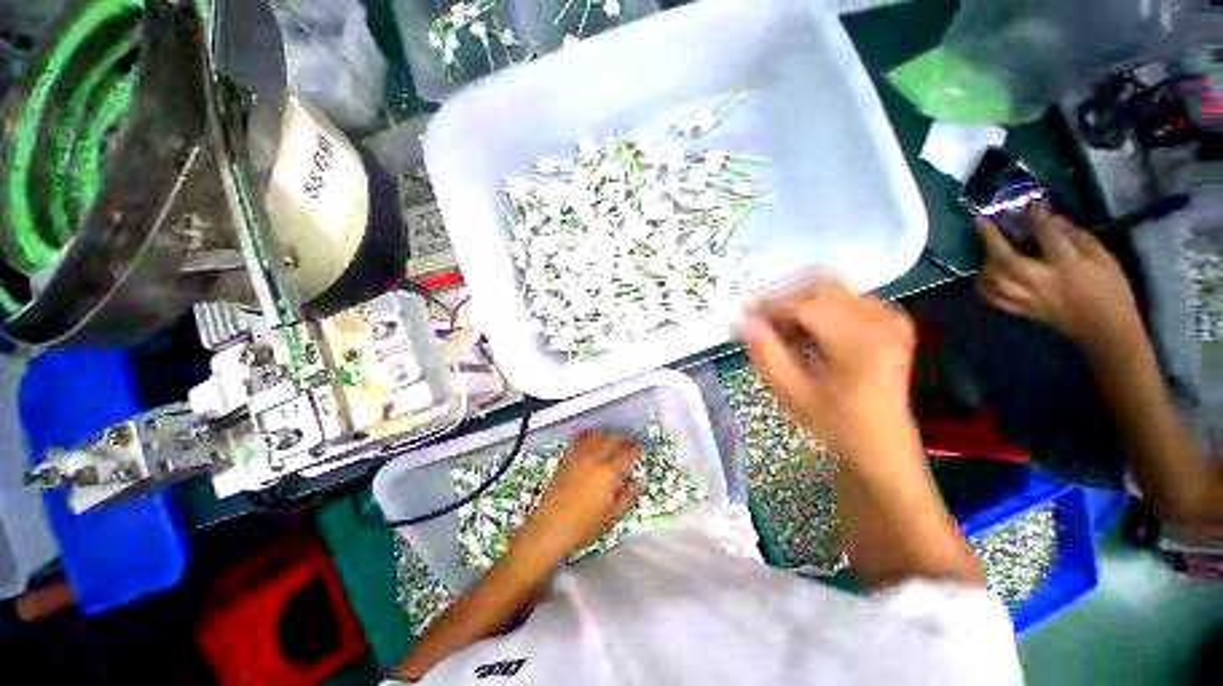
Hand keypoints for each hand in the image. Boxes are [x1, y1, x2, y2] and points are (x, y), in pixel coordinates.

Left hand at [514, 431, 643, 559]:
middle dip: (626, 438)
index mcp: (608, 472)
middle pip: (614, 438)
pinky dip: (588, 434)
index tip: (640, 452)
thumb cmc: (583, 525)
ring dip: (608, 434)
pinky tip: (592, 438)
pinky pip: (579, 437)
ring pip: (597, 434)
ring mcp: (579, 455)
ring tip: (613, 439)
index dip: (637, 450)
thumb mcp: (612, 514)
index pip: (627, 453)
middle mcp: (595, 458)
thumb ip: (628, 495)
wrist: (551, 527)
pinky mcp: (567, 457)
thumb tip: (639, 481)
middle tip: (631, 443)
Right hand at [739, 277, 918, 466]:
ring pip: (832, 289)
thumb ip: (765, 352)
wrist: (881, 442)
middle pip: (821, 286)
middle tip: (763, 320)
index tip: (745, 315)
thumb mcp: (791, 393)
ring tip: (784, 331)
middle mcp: (881, 322)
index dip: (770, 306)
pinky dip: (820, 307)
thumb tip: (744, 320)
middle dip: (785, 298)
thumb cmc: (834, 423)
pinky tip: (808, 332)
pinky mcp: (892, 320)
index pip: (805, 306)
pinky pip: (847, 297)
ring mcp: (890, 318)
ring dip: (801, 303)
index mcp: (860, 345)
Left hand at [976, 206, 1143, 352]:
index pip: (1044, 233)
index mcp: (1065, 265)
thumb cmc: (1112, 290)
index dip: (1034, 215)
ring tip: (988, 249)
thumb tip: (1052, 219)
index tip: (1027, 202)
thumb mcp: (1104, 257)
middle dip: (990, 237)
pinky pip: (993, 297)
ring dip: (986, 261)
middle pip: (1005, 257)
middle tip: (981, 221)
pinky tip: (986, 275)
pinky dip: (984, 285)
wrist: (1106, 330)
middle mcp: (1039, 281)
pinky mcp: (1021, 311)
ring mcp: (1026, 298)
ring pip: (993, 278)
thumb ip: (1076, 237)